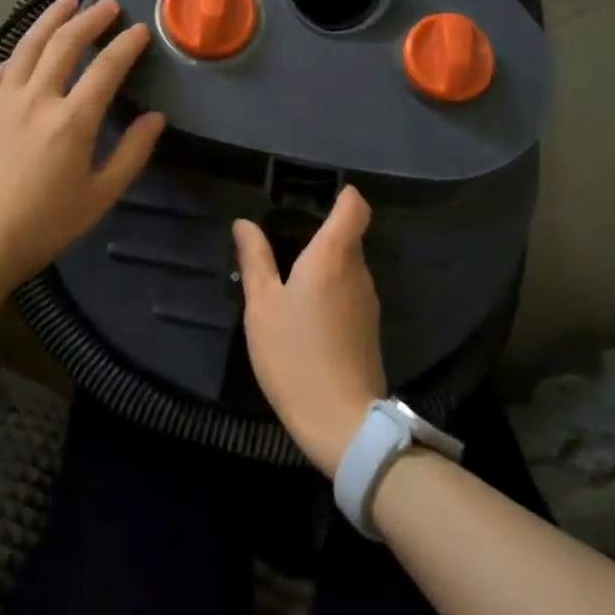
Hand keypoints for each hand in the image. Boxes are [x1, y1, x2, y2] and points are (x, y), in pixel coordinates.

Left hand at [0, 0, 164, 293]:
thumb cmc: (44, 224)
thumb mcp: (100, 196)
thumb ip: (132, 153)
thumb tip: (155, 118)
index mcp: (72, 120)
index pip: (106, 68)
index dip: (126, 45)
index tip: (140, 30)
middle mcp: (36, 98)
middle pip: (65, 43)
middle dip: (91, 19)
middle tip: (109, 4)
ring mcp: (1, 99)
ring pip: (29, 45)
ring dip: (51, 19)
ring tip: (68, 0)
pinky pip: (1, 67)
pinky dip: (19, 49)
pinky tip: (27, 45)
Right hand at [232, 187, 385, 476]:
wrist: (341, 420)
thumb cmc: (294, 355)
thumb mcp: (262, 306)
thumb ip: (255, 260)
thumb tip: (245, 223)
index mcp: (333, 257)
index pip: (354, 207)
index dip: (342, 194)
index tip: (318, 195)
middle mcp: (358, 271)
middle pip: (349, 235)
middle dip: (322, 232)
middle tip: (285, 240)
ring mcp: (368, 300)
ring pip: (349, 265)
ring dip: (325, 264)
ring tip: (290, 278)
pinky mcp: (369, 326)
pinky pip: (350, 290)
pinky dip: (331, 288)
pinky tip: (306, 311)